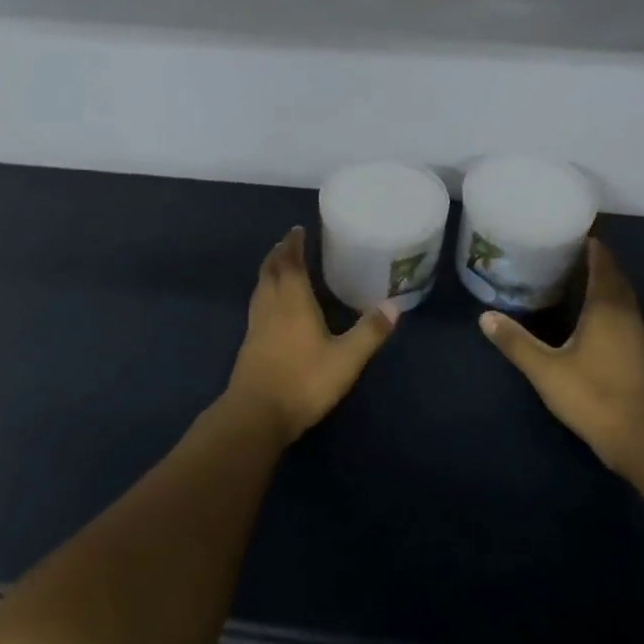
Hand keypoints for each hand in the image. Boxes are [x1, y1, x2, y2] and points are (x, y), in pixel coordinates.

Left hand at [225, 227, 397, 443]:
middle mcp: (271, 306)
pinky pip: (257, 304)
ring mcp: (256, 325)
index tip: (298, 229)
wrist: (256, 414)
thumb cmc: (303, 381)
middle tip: (288, 242)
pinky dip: (265, 292)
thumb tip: (394, 305)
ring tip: (278, 265)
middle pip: (270, 270)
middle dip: (279, 253)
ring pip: (260, 287)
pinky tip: (271, 305)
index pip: (290, 263)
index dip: (293, 244)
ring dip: (269, 271)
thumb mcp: (346, 359)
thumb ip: (369, 332)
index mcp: (293, 301)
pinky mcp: (249, 343)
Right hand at [480, 238, 643, 473]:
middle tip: (560, 250)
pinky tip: (584, 313)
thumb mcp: (546, 370)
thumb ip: (516, 342)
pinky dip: (604, 303)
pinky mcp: (638, 354)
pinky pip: (621, 313)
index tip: (567, 230)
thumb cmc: (596, 397)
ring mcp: (636, 335)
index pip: (602, 262)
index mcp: (607, 307)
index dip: (589, 243)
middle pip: (613, 276)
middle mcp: (626, 313)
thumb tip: (485, 316)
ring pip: (619, 296)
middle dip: (592, 259)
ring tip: (568, 275)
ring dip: (600, 282)